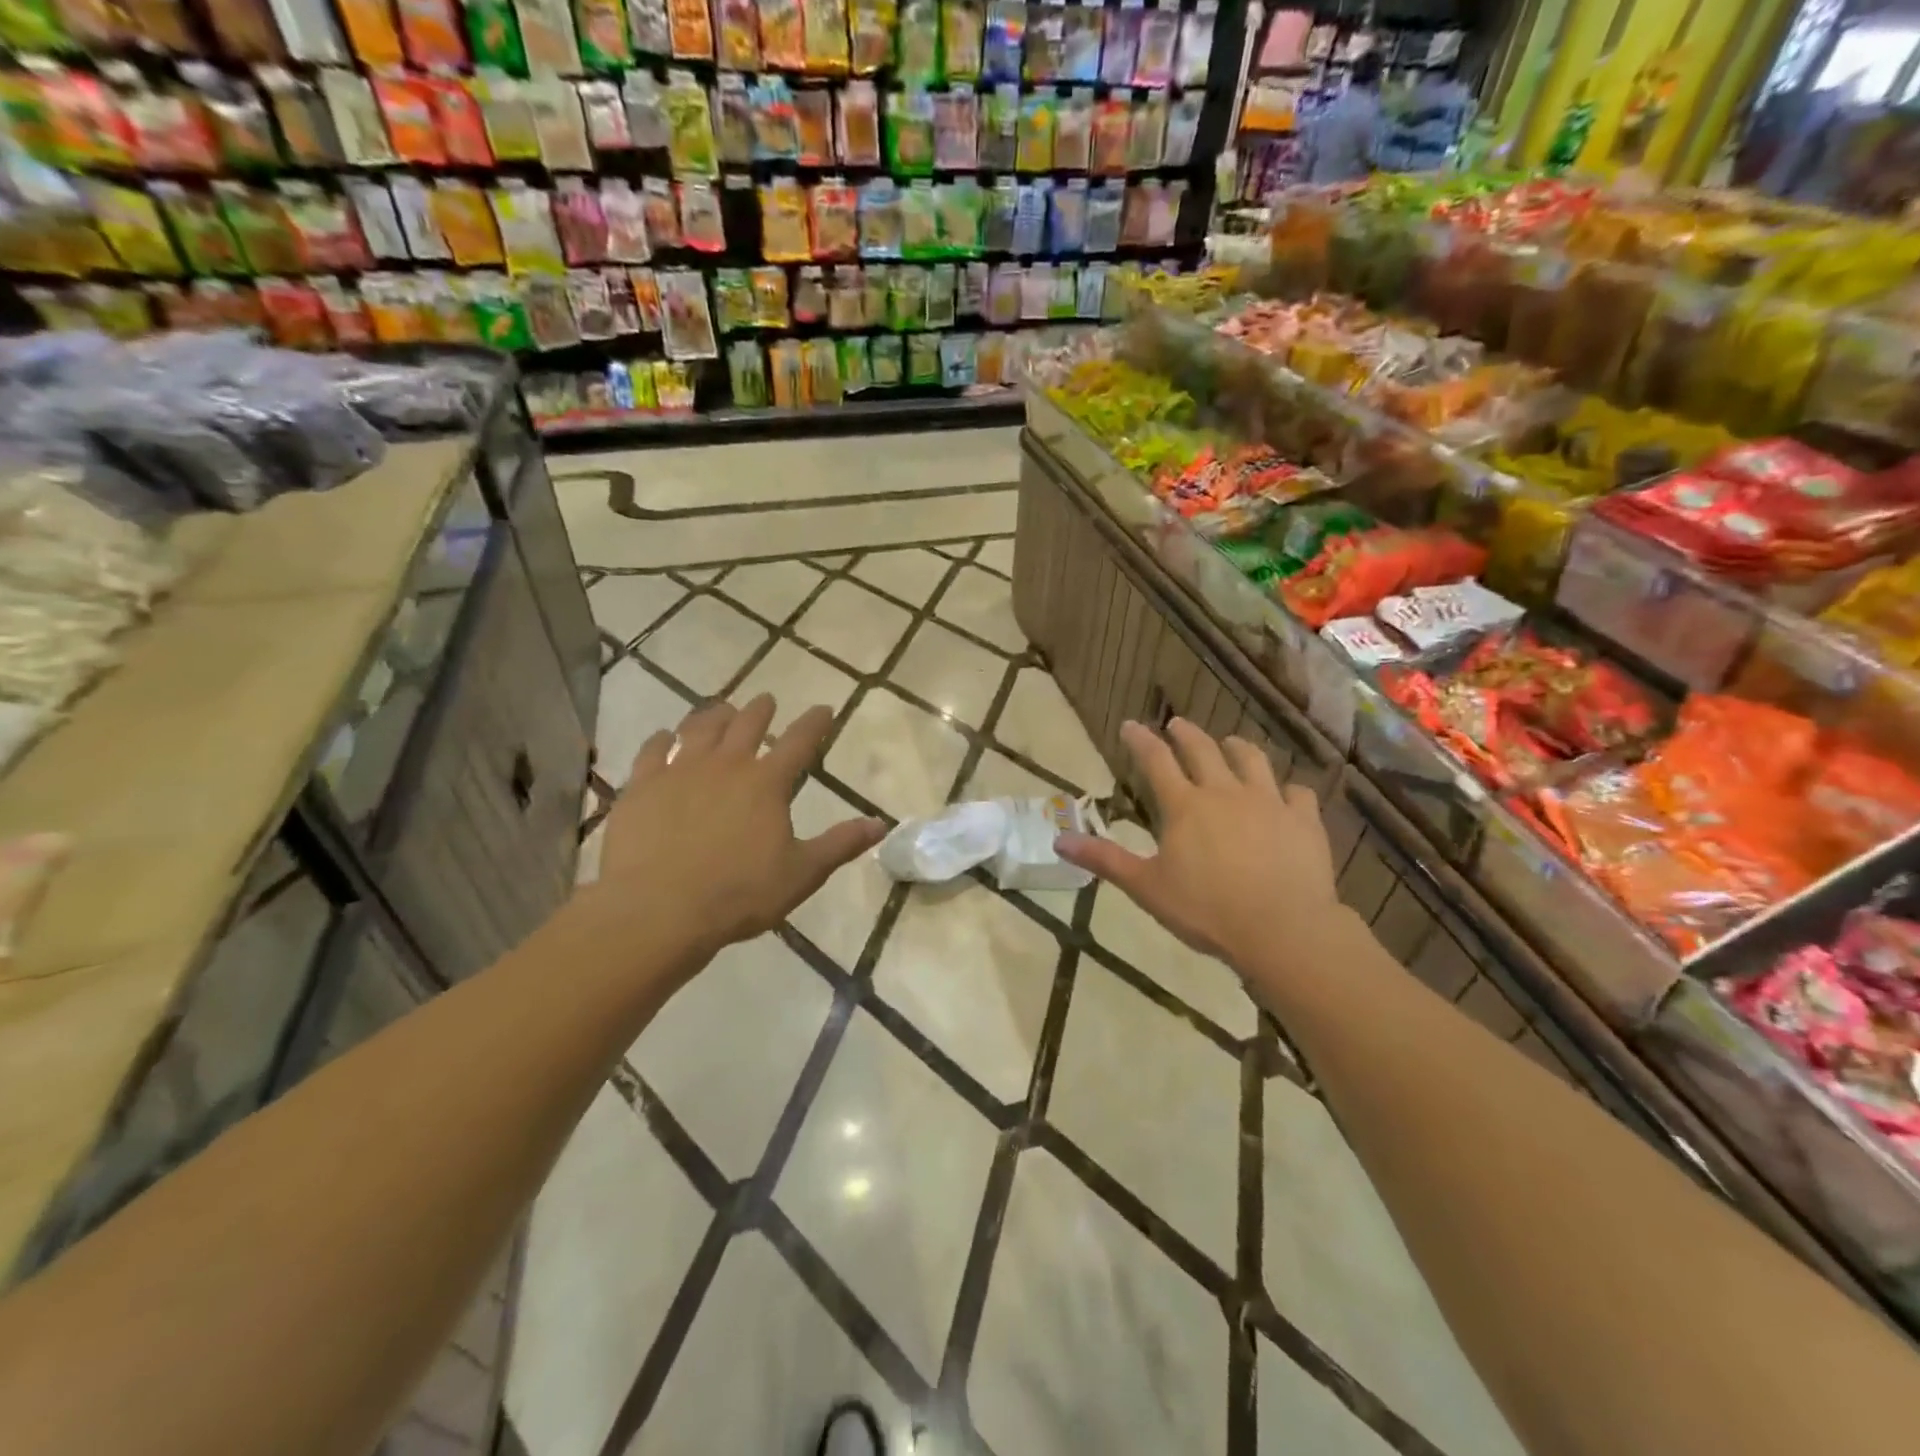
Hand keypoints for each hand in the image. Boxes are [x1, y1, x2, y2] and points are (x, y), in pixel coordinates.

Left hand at [591, 695, 883, 965]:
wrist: (657, 910)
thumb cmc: (738, 894)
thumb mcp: (802, 873)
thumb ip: (840, 844)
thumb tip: (881, 823)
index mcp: (766, 783)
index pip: (799, 742)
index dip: (815, 723)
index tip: (824, 708)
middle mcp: (725, 765)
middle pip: (747, 724)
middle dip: (761, 709)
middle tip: (767, 700)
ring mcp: (679, 771)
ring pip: (699, 728)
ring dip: (714, 715)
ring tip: (721, 709)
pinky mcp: (642, 786)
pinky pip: (652, 751)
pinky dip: (661, 739)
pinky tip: (664, 737)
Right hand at [1055, 718, 1339, 973]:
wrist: (1283, 929)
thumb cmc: (1206, 910)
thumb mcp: (1146, 887)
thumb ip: (1104, 860)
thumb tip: (1058, 840)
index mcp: (1185, 806)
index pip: (1156, 761)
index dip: (1141, 740)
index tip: (1130, 725)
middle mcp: (1225, 792)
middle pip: (1203, 750)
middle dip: (1186, 733)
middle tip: (1176, 723)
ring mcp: (1269, 803)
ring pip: (1252, 760)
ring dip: (1237, 747)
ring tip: (1230, 743)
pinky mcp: (1303, 820)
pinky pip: (1298, 793)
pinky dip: (1288, 789)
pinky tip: (1286, 794)